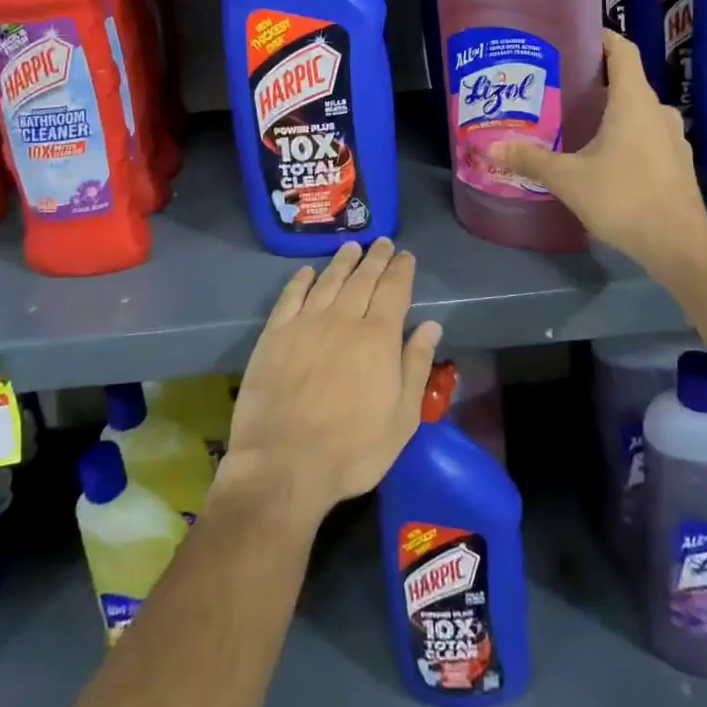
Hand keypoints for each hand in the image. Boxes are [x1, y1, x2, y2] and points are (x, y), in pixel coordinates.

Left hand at [220, 240, 441, 530]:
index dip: (401, 270)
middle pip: (362, 278)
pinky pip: (291, 296)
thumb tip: (431, 326)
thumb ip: (416, 366)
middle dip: (375, 258)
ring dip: (342, 262)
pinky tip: (307, 272)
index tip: (405, 255)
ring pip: (329, 280)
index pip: (393, 290)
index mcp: (378, 337)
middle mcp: (343, 319)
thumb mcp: (402, 418)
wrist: (284, 463)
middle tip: (381, 242)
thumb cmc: (352, 449)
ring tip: (351, 248)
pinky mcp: (275, 334)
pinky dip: (301, 280)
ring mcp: (306, 323)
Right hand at [490, 29, 706, 273]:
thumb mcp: (568, 178)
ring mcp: (672, 139)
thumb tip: (490, 148)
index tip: (576, 36)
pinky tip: (602, 157)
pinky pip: (647, 136)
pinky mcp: (676, 164)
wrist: (679, 246)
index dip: (602, 37)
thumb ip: (530, 160)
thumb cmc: (624, 198)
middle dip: (595, 81)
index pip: (623, 51)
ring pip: (637, 112)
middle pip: (627, 82)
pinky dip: (625, 136)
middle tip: (559, 87)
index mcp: (633, 101)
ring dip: (610, 111)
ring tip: (576, 122)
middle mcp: (657, 111)